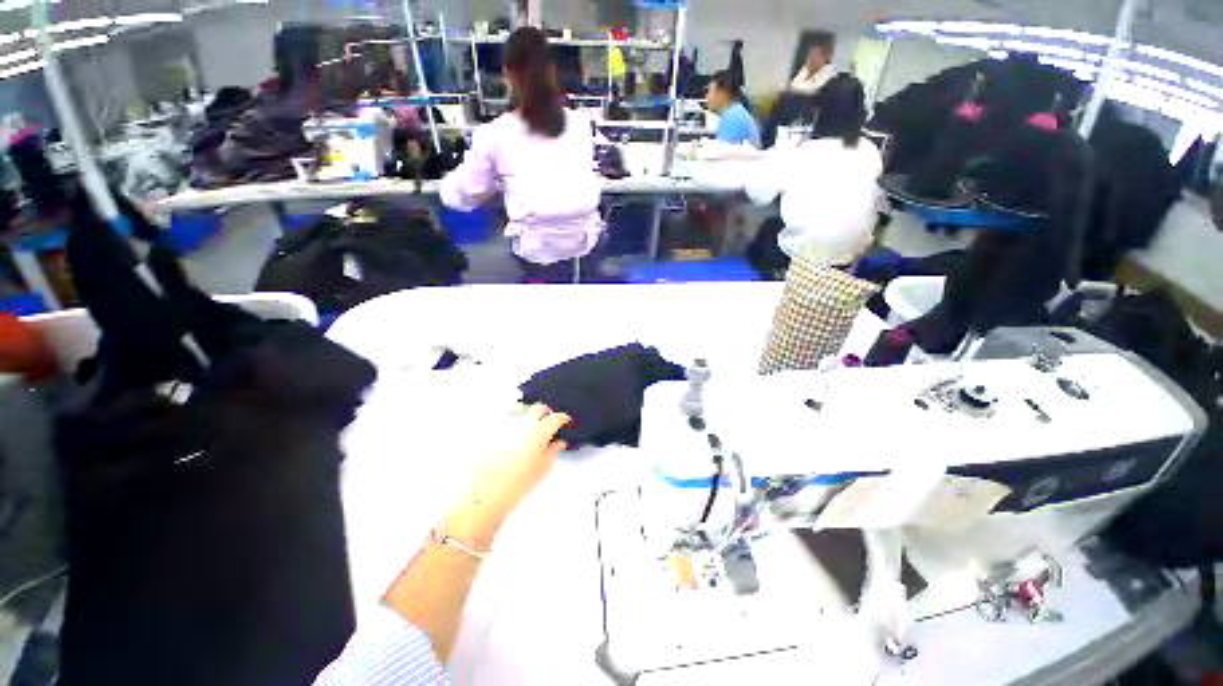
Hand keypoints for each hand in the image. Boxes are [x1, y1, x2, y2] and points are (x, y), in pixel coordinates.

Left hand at [475, 404, 570, 512]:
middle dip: (547, 412)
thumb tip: (559, 442)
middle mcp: (524, 423)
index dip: (563, 419)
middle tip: (550, 423)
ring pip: (524, 413)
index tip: (566, 423)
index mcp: (540, 430)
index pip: (556, 417)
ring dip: (531, 418)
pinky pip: (510, 424)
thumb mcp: (544, 468)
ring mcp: (508, 426)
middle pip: (539, 408)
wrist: (488, 491)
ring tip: (533, 433)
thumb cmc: (521, 481)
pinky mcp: (496, 433)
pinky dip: (518, 427)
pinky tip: (517, 441)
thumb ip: (554, 450)